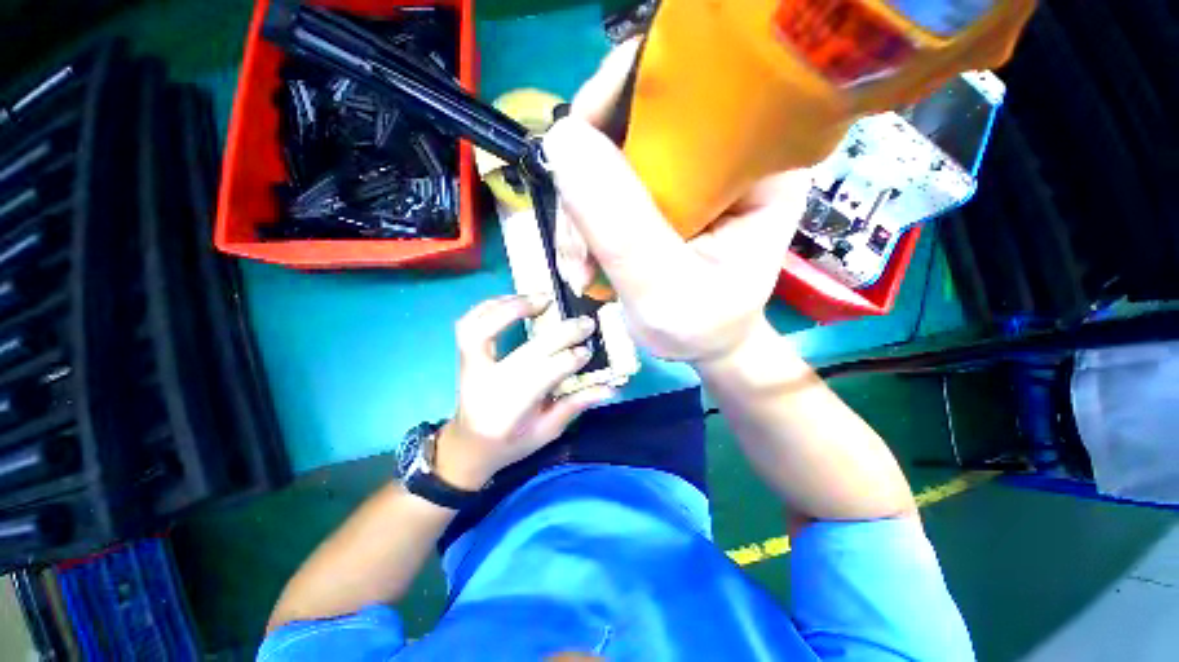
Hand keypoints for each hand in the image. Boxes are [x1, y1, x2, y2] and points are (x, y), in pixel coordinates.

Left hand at [434, 295, 615, 489]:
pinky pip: (469, 322)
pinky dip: (491, 305)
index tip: (588, 349)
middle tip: (585, 322)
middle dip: (561, 334)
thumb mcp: (547, 431)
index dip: (569, 361)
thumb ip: (575, 405)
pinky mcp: (464, 356)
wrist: (470, 444)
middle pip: (527, 352)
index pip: (544, 377)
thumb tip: (611, 388)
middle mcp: (486, 384)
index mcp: (509, 410)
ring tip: (544, 298)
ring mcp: (470, 367)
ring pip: (483, 328)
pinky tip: (514, 298)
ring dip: (514, 307)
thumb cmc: (511, 442)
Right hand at [543, 43, 811, 363]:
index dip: (615, 105)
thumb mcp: (666, 289)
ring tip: (581, 271)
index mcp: (755, 161)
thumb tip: (562, 140)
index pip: (685, 87)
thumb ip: (622, 227)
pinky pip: (598, 189)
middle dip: (586, 187)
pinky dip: (579, 228)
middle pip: (628, 122)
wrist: (701, 343)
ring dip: (578, 218)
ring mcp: (680, 173)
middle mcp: (719, 151)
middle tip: (579, 251)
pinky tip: (582, 268)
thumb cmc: (703, 325)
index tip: (575, 164)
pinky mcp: (652, 195)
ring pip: (603, 159)